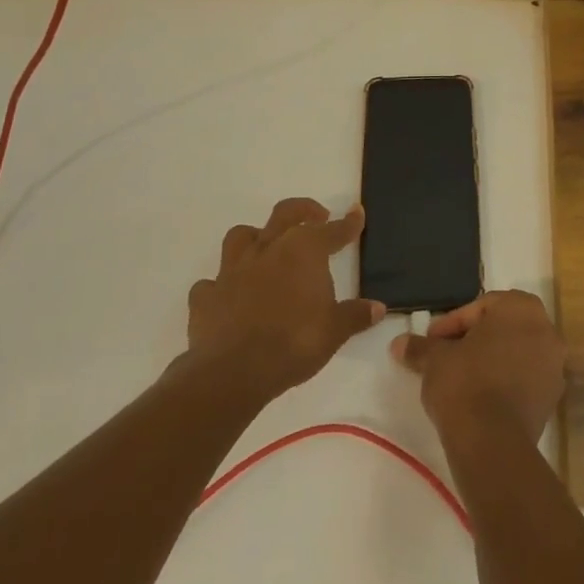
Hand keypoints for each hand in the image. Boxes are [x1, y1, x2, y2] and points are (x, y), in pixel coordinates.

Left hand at [184, 197, 383, 403]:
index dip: (348, 223)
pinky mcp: (206, 296)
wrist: (233, 373)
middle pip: (285, 214)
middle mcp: (268, 249)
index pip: (333, 230)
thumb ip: (355, 315)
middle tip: (317, 217)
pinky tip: (230, 295)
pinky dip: (222, 285)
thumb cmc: (294, 343)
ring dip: (256, 237)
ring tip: (266, 248)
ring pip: (241, 236)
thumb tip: (378, 307)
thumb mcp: (335, 331)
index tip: (357, 213)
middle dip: (303, 210)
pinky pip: (212, 282)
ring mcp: (232, 270)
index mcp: (304, 251)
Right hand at [391, 289, 564, 444]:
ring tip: (461, 378)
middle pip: (502, 327)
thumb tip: (399, 343)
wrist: (493, 442)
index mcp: (521, 307)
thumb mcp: (435, 360)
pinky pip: (525, 378)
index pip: (482, 307)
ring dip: (490, 360)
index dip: (452, 324)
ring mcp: (554, 364)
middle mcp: (545, 329)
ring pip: (516, 352)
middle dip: (473, 339)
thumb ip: (420, 347)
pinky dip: (505, 381)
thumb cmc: (465, 383)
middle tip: (446, 355)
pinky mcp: (553, 397)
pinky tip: (481, 397)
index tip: (432, 341)